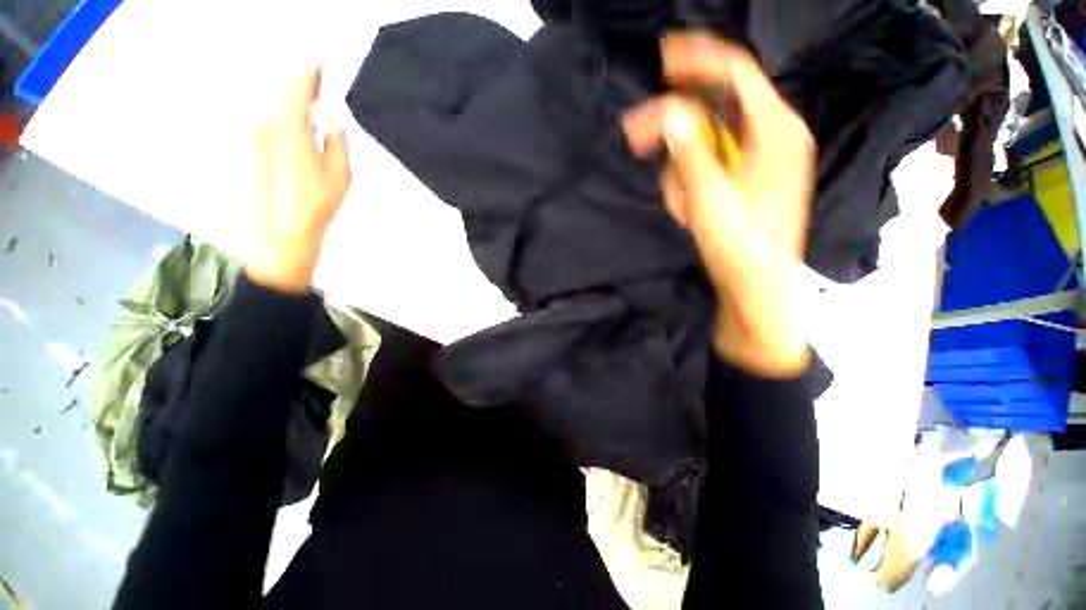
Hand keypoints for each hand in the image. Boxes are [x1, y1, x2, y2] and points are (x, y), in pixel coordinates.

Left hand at [246, 67, 351, 293]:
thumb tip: (333, 115)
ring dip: (297, 91)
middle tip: (323, 72)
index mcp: (291, 125)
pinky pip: (276, 113)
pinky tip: (303, 112)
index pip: (300, 85)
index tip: (324, 57)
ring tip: (316, 89)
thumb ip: (336, 138)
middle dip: (305, 77)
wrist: (285, 226)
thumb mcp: (340, 171)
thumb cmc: (317, 201)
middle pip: (286, 87)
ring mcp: (263, 133)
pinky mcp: (263, 144)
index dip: (313, 69)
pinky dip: (290, 106)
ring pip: (279, 99)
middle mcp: (271, 122)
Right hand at [623, 33, 814, 376]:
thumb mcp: (710, 196)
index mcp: (775, 130)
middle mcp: (770, 136)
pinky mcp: (743, 180)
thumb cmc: (740, 245)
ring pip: (703, 145)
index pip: (736, 73)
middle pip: (713, 111)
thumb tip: (668, 112)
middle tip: (636, 140)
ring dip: (679, 172)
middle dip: (673, 130)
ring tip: (680, 208)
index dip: (698, 59)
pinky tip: (687, 211)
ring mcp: (756, 160)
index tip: (663, 57)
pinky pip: (706, 167)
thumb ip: (689, 149)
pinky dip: (688, 185)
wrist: (755, 287)